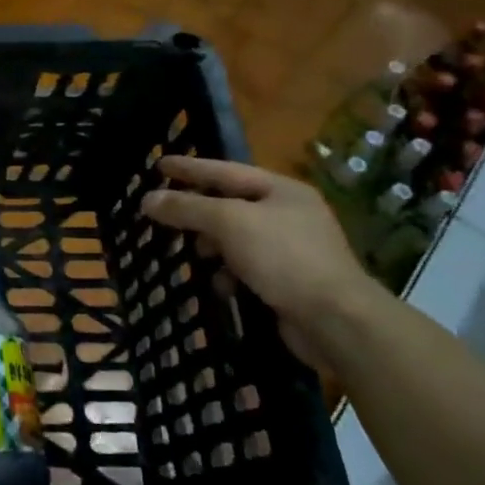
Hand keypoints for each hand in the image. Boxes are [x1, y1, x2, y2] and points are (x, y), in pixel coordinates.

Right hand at [141, 155, 384, 376]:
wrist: (336, 321)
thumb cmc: (283, 257)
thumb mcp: (229, 223)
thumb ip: (187, 208)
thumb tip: (148, 199)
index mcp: (282, 190)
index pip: (225, 171)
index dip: (190, 167)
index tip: (158, 163)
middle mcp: (289, 214)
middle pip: (230, 204)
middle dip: (197, 211)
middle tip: (163, 212)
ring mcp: (292, 249)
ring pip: (236, 238)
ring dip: (212, 246)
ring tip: (192, 254)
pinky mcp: (289, 282)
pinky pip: (246, 267)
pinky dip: (228, 273)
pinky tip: (219, 284)